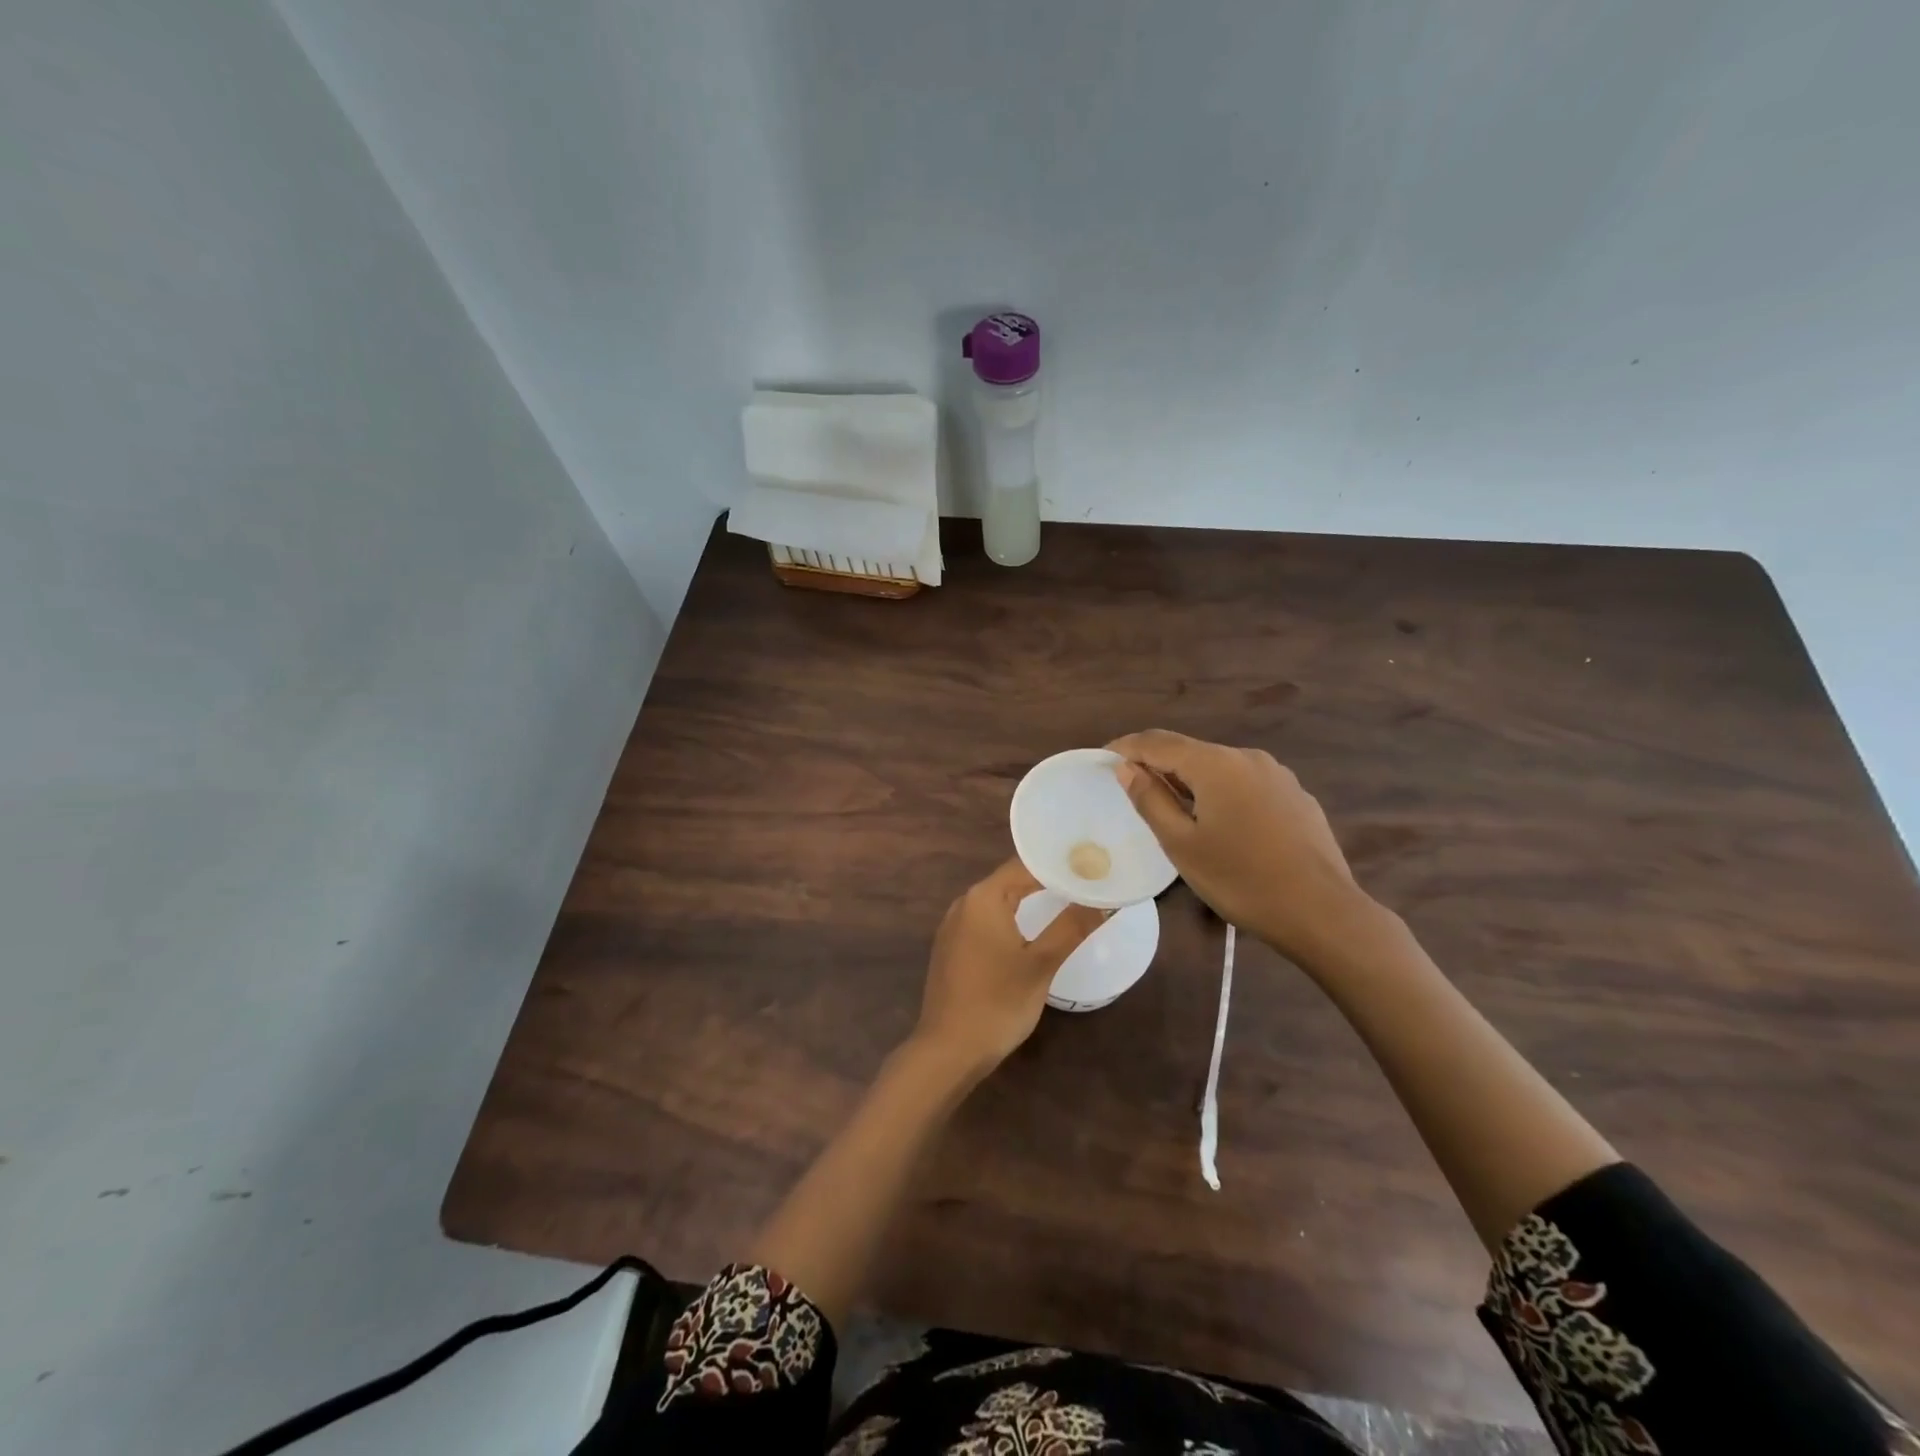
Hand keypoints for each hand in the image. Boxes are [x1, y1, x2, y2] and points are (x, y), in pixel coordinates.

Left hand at [914, 859, 1105, 1077]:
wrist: (949, 1050)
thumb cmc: (997, 1003)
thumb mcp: (1041, 964)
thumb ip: (1072, 926)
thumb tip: (1105, 899)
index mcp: (983, 897)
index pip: (1027, 864)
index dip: (1060, 864)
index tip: (1092, 867)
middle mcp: (964, 902)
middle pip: (1012, 880)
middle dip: (1049, 880)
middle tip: (1088, 884)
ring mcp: (954, 926)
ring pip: (999, 901)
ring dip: (1031, 900)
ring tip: (1069, 902)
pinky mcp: (952, 947)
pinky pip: (988, 920)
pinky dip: (1013, 918)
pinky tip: (1034, 930)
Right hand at [1107, 729, 1375, 970]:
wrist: (1323, 912)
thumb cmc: (1242, 880)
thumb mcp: (1182, 845)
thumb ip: (1150, 800)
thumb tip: (1126, 768)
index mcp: (1215, 764)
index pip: (1157, 742)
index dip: (1125, 747)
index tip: (1102, 758)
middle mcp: (1247, 757)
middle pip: (1190, 751)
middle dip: (1158, 765)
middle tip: (1133, 789)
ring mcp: (1277, 775)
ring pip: (1220, 768)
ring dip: (1190, 780)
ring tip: (1174, 810)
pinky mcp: (1296, 796)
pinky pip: (1246, 784)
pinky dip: (1221, 793)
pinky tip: (1221, 824)